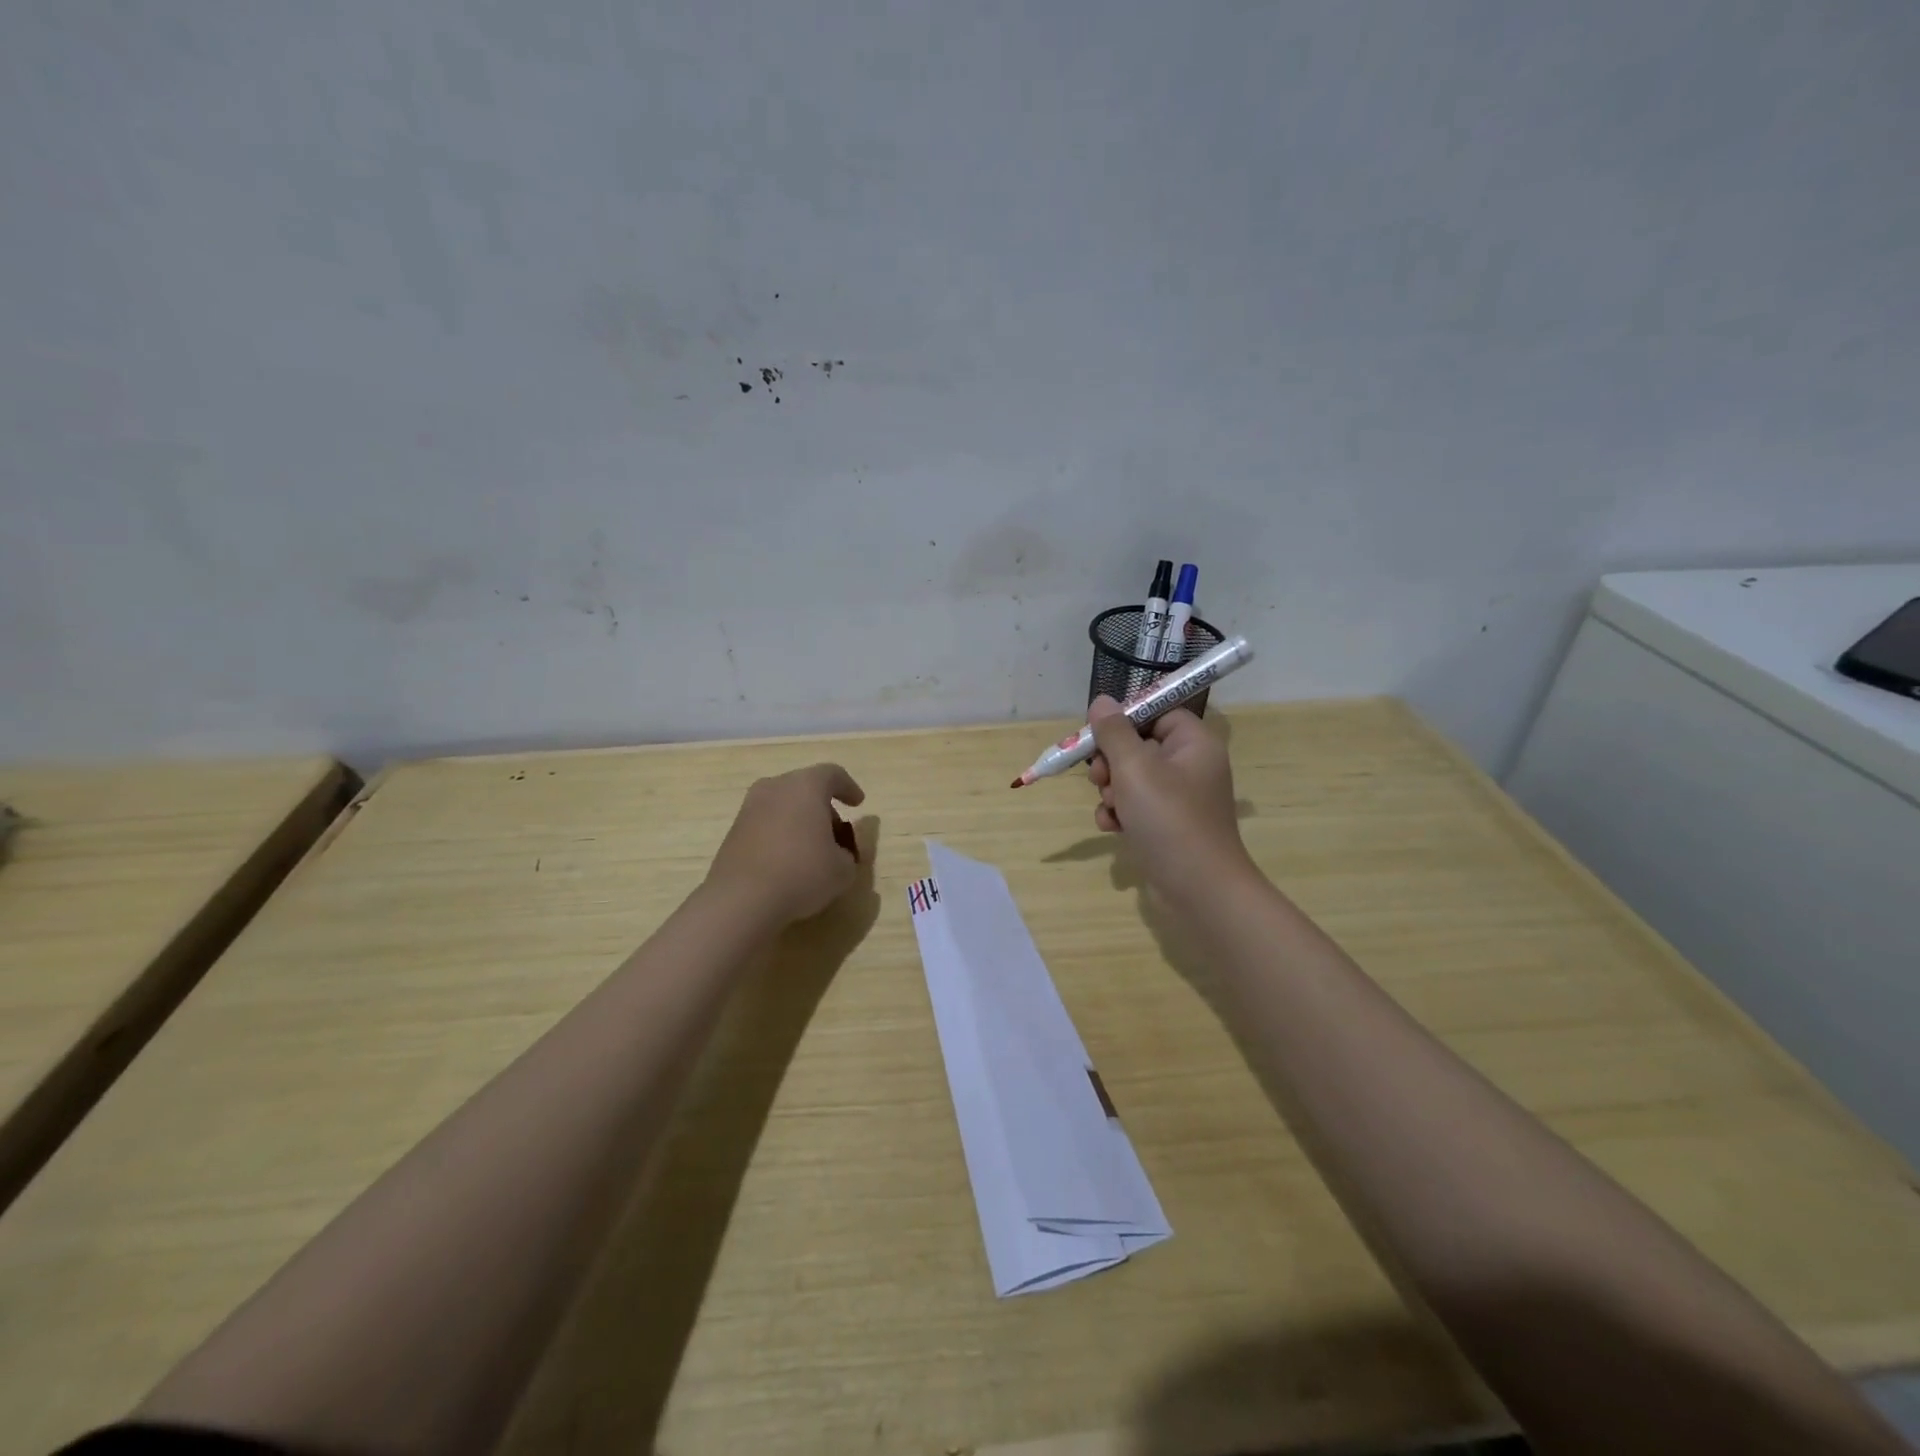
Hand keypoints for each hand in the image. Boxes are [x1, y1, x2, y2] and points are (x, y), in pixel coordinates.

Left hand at [706, 764, 865, 924]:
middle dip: (824, 808)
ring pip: (783, 806)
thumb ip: (847, 854)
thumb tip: (837, 854)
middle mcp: (774, 789)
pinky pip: (766, 824)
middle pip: (805, 788)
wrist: (741, 900)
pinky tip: (788, 862)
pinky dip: (780, 835)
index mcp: (805, 786)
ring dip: (800, 821)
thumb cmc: (802, 873)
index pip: (832, 774)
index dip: (848, 787)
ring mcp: (749, 809)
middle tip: (837, 834)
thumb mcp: (843, 869)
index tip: (857, 804)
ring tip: (813, 851)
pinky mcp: (733, 832)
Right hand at [1087, 697, 1251, 900]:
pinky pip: (1136, 806)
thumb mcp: (1135, 768)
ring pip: (1131, 778)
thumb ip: (1114, 732)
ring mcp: (1180, 798)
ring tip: (1110, 808)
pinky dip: (1120, 813)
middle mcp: (1191, 766)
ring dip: (1111, 790)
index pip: (1157, 712)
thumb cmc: (1169, 819)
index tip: (1098, 735)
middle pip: (1138, 746)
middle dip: (1111, 762)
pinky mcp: (1168, 825)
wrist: (1198, 889)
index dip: (1126, 721)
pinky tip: (1112, 827)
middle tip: (1099, 776)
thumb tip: (1102, 701)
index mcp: (1193, 743)